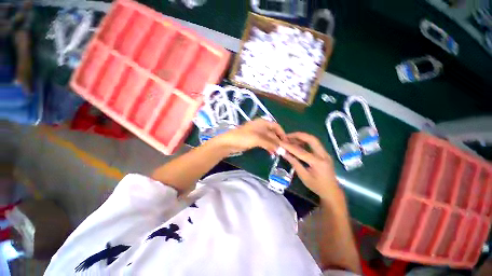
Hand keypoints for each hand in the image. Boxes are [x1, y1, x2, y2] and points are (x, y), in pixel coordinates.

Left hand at [214, 119, 285, 154]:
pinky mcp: (254, 140)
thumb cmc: (243, 137)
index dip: (282, 133)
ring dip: (273, 145)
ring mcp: (257, 134)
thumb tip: (281, 148)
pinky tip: (271, 152)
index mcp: (263, 123)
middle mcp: (261, 127)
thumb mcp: (258, 139)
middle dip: (278, 141)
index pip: (276, 126)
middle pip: (273, 133)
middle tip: (283, 149)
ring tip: (278, 152)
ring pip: (269, 139)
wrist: (229, 142)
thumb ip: (270, 143)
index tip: (287, 142)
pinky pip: (264, 143)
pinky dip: (268, 147)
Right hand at [280, 132, 340, 199]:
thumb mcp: (304, 176)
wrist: (332, 191)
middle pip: (311, 139)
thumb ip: (294, 163)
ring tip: (290, 139)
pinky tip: (298, 143)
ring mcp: (325, 153)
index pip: (301, 151)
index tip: (281, 142)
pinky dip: (305, 141)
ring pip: (313, 140)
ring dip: (302, 137)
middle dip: (298, 135)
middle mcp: (323, 155)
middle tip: (287, 136)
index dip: (289, 146)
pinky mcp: (324, 154)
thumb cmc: (317, 186)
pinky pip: (314, 144)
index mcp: (318, 162)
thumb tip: (284, 153)